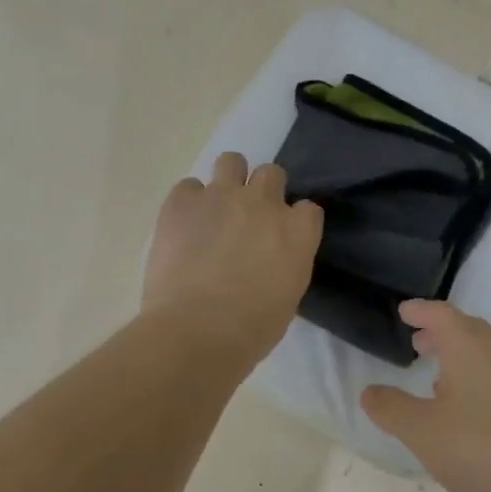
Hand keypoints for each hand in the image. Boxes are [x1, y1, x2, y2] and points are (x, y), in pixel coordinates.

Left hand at [142, 153, 324, 364]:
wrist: (196, 330)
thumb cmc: (250, 329)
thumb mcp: (286, 298)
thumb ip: (284, 266)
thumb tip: (269, 260)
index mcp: (297, 232)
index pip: (308, 209)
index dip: (295, 221)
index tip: (283, 238)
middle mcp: (263, 203)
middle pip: (272, 173)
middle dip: (263, 191)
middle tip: (248, 219)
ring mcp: (221, 196)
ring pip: (231, 161)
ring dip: (228, 180)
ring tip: (216, 209)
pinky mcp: (182, 202)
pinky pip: (188, 186)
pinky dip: (188, 202)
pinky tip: (183, 226)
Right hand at [362, 300, 490, 491]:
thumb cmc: (485, 450)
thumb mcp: (423, 433)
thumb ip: (392, 409)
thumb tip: (369, 391)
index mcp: (470, 348)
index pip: (441, 315)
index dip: (420, 311)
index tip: (405, 312)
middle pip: (469, 331)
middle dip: (441, 334)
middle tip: (419, 343)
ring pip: (490, 356)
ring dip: (463, 359)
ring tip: (441, 381)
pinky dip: (483, 381)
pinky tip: (476, 414)